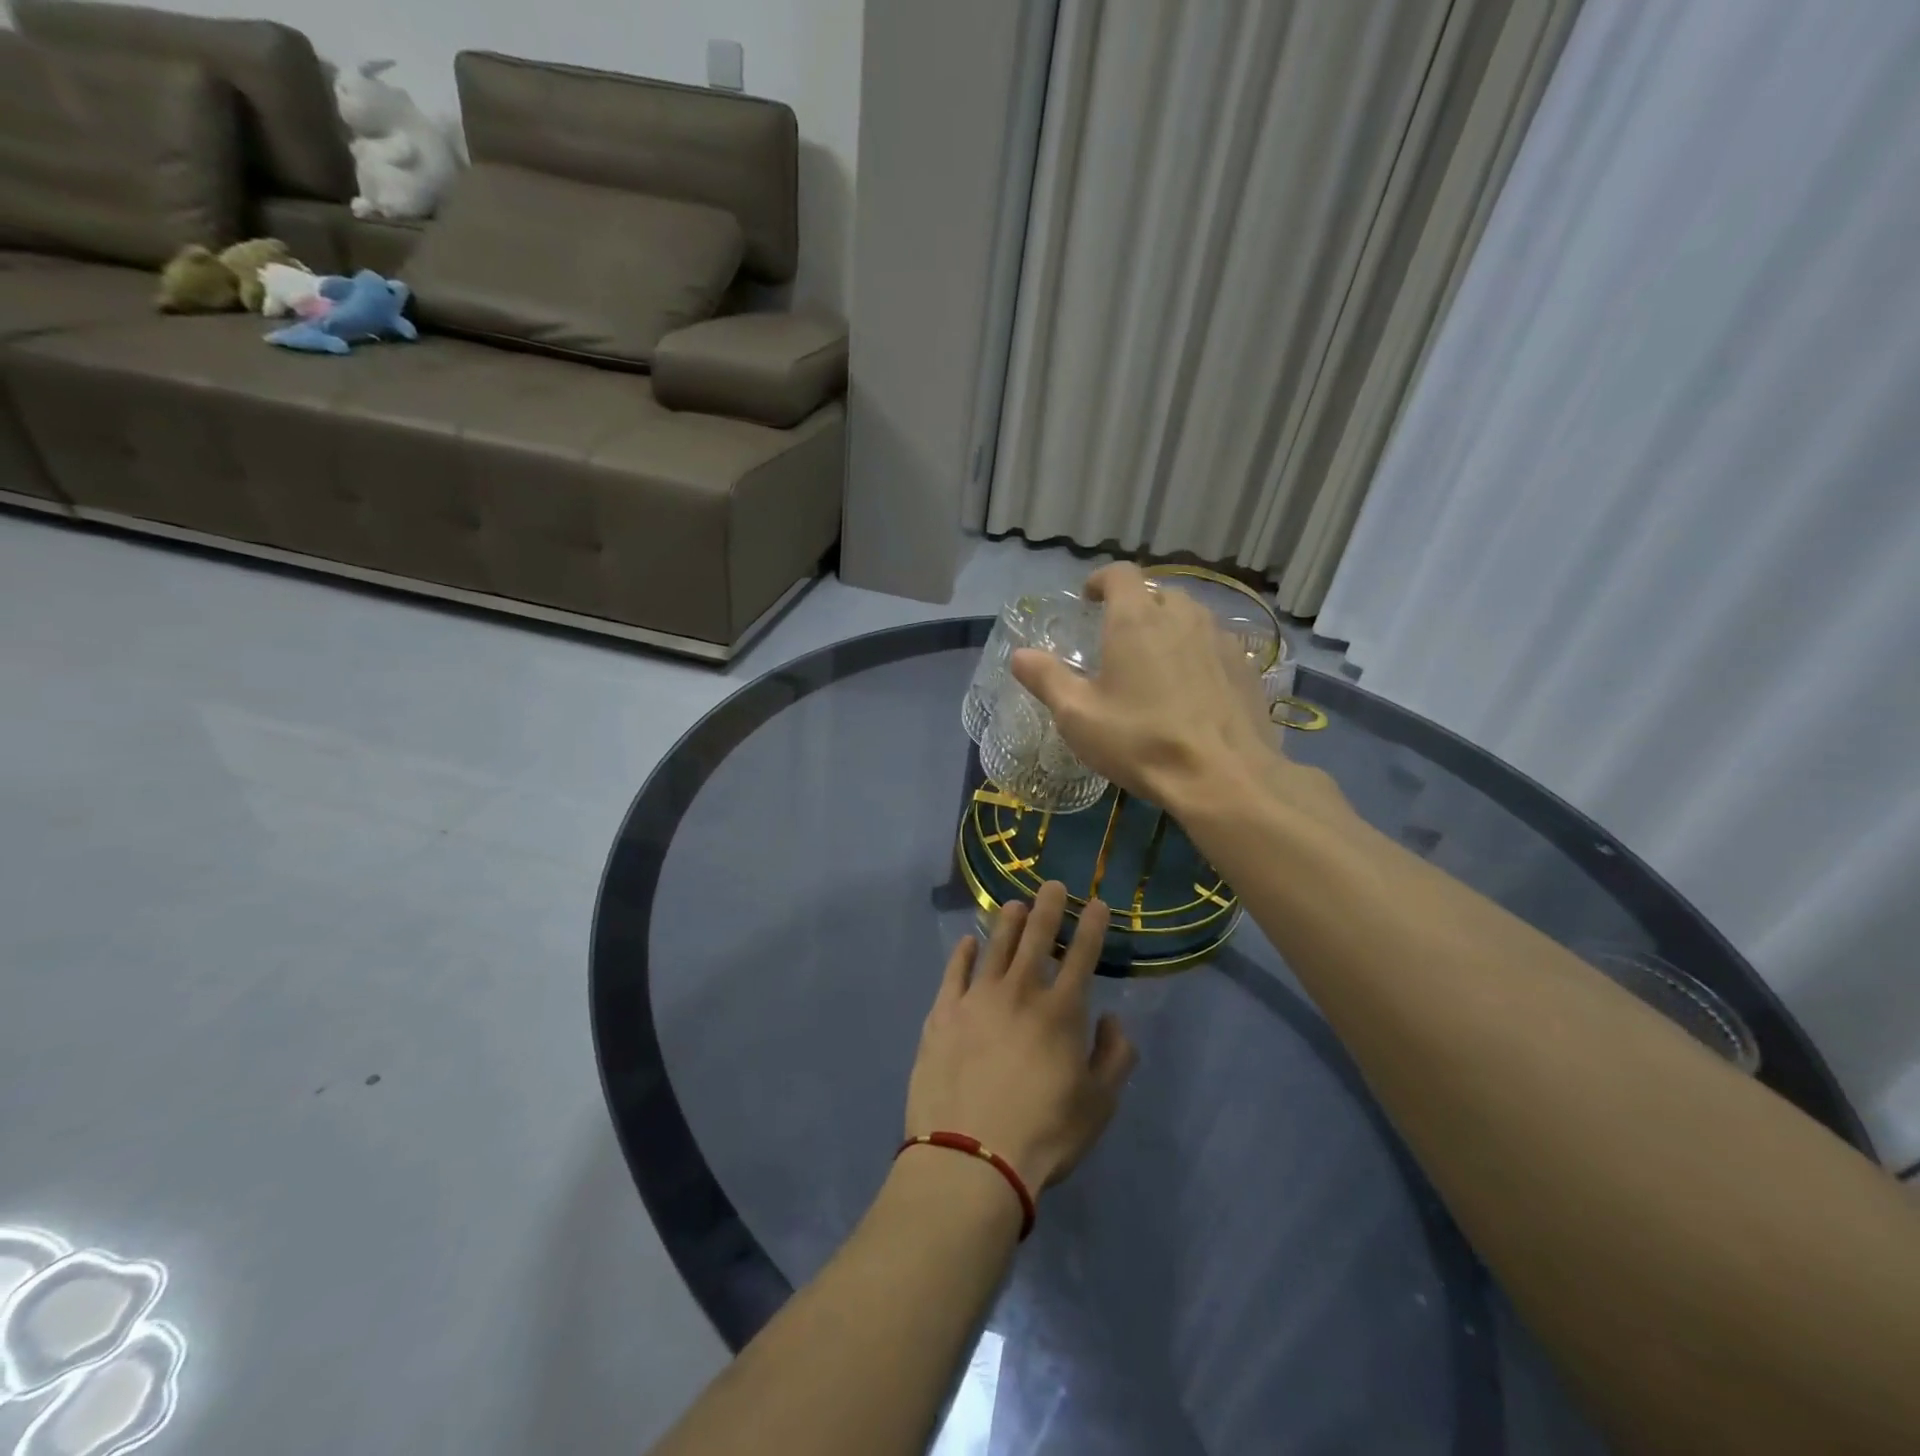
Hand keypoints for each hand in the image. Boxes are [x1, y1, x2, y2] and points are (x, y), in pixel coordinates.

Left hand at [906, 884, 1136, 1194]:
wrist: (970, 1157)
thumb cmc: (1043, 1134)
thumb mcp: (1098, 1105)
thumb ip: (1115, 1057)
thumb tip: (1113, 1019)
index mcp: (1061, 1011)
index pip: (1082, 956)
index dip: (1091, 926)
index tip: (1096, 903)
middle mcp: (1019, 992)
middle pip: (1036, 938)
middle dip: (1048, 907)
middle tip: (1053, 885)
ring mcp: (976, 998)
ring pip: (995, 946)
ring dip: (1008, 922)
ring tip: (1015, 905)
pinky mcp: (942, 1013)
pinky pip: (954, 972)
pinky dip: (963, 954)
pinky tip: (968, 943)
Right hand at [1012, 564, 1357, 829]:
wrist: (1224, 777)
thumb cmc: (1140, 741)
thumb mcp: (1077, 716)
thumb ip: (1046, 679)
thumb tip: (1019, 655)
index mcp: (1136, 620)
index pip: (1121, 574)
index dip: (1102, 580)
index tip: (1089, 599)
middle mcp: (1182, 617)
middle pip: (1157, 592)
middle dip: (1136, 605)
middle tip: (1118, 638)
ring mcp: (1219, 640)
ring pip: (1190, 617)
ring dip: (1169, 627)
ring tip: (1155, 662)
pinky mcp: (1245, 667)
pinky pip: (1214, 645)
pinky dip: (1197, 653)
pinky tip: (1191, 689)